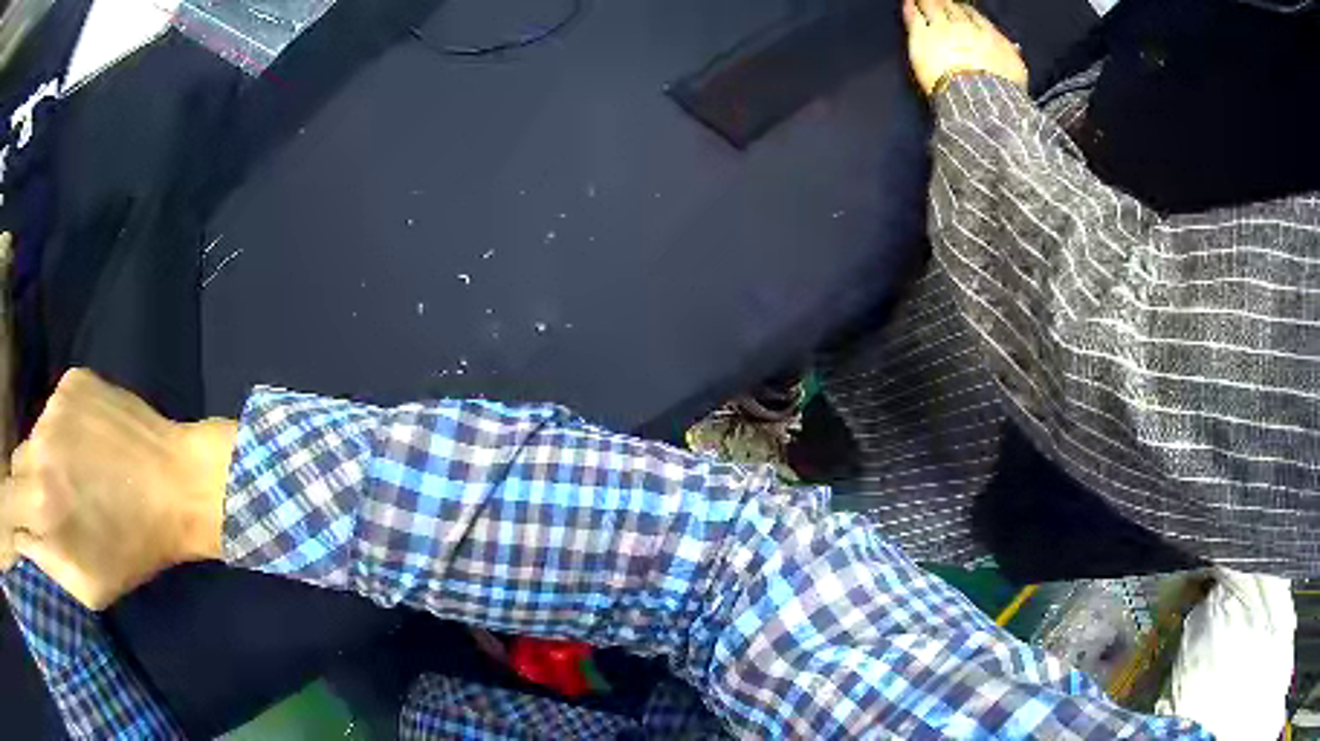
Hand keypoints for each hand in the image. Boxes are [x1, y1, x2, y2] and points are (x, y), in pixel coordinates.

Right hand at [0, 369, 236, 609]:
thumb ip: (43, 561)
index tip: (9, 518)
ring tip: (73, 483)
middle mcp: (38, 445)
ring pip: (30, 440)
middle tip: (45, 511)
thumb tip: (19, 540)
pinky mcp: (73, 381)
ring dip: (41, 464)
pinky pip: (52, 413)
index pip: (7, 503)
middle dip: (22, 494)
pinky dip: (59, 434)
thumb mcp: (84, 583)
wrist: (179, 482)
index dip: (7, 512)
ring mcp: (54, 404)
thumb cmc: (132, 548)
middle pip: (14, 469)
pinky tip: (87, 450)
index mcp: (40, 505)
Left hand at [902, 0, 1028, 96]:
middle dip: (946, 4)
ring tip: (923, 0)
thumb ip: (1012, 56)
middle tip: (940, 2)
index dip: (965, 12)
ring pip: (933, 6)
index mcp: (989, 36)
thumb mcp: (1016, 74)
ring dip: (928, 2)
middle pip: (953, 9)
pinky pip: (915, 14)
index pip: (975, 16)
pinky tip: (909, 3)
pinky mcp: (923, 36)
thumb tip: (1014, 48)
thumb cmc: (1001, 94)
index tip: (961, 10)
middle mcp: (965, 28)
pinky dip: (912, 7)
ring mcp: (943, 29)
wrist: (979, 100)